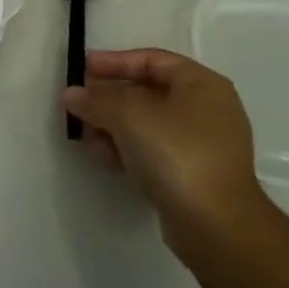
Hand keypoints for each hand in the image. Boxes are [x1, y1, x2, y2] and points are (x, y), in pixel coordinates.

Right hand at [61, 49, 267, 263]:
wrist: (217, 227)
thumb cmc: (176, 153)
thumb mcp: (128, 115)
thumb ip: (96, 99)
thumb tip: (71, 94)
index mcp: (201, 84)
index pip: (151, 60)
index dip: (114, 61)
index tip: (83, 69)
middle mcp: (208, 110)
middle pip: (148, 92)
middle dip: (110, 98)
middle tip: (80, 104)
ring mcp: (204, 146)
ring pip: (149, 124)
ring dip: (114, 126)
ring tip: (86, 135)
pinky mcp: (195, 176)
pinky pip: (155, 151)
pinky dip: (129, 149)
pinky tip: (104, 157)